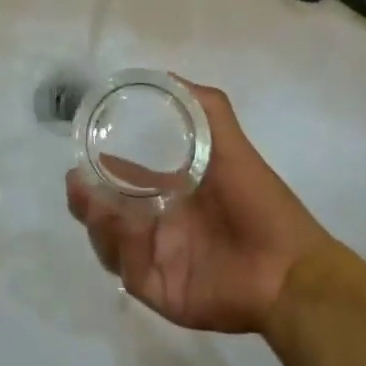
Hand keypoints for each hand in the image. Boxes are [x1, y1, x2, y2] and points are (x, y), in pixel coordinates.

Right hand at [64, 81, 334, 334]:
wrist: (288, 269)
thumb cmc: (258, 202)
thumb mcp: (231, 145)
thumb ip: (205, 108)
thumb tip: (166, 75)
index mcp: (170, 194)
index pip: (122, 181)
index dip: (98, 168)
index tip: (81, 154)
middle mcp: (157, 225)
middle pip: (106, 213)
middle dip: (85, 198)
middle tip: (76, 182)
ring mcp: (156, 258)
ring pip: (109, 241)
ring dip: (97, 221)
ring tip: (92, 200)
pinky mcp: (159, 290)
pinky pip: (127, 270)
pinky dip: (121, 249)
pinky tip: (127, 228)